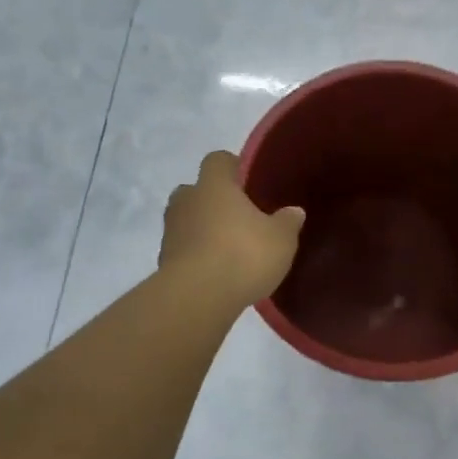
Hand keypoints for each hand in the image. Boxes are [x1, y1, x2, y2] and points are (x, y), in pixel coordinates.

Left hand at [159, 151, 305, 306]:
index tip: (248, 181)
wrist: (197, 298)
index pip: (218, 160)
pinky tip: (218, 272)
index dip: (233, 167)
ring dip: (203, 230)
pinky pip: (183, 250)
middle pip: (196, 190)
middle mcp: (187, 201)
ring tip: (229, 249)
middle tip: (239, 217)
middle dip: (214, 201)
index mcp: (214, 185)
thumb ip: (287, 222)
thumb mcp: (281, 238)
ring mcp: (171, 232)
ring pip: (187, 221)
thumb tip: (294, 211)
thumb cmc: (243, 254)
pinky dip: (197, 256)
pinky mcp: (163, 262)